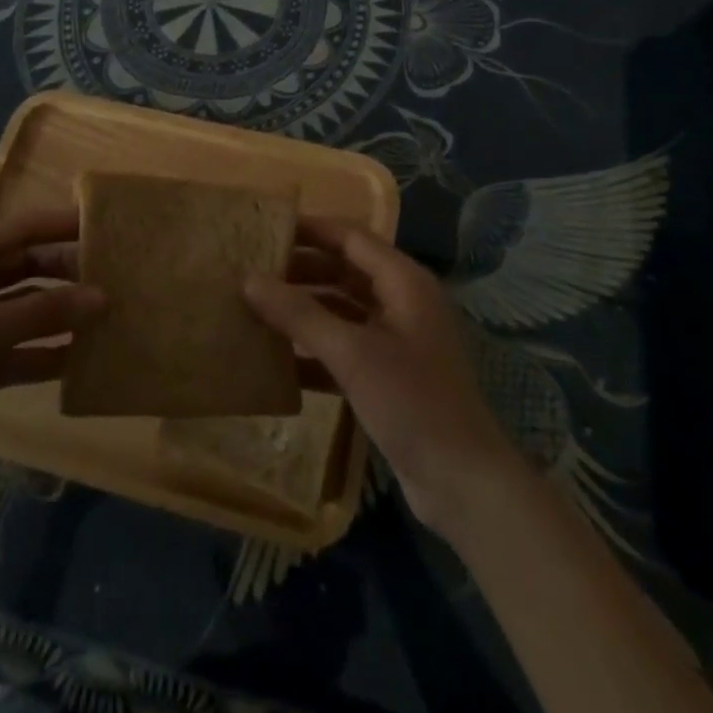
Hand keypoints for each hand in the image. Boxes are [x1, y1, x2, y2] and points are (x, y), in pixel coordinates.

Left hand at [0, 210, 102, 489]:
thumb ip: (42, 315)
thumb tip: (103, 297)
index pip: (22, 229)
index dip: (63, 224)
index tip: (108, 225)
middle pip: (28, 268)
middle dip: (68, 272)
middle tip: (118, 277)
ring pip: (27, 310)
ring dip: (62, 314)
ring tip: (110, 316)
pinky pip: (18, 351)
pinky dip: (45, 354)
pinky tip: (81, 360)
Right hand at [246, 219, 520, 538]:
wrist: (464, 484)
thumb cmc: (412, 403)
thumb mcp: (352, 354)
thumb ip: (300, 314)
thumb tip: (249, 279)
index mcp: (404, 282)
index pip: (351, 237)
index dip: (310, 230)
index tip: (266, 228)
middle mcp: (402, 302)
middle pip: (345, 270)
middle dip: (302, 269)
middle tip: (253, 270)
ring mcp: (397, 340)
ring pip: (343, 309)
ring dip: (305, 309)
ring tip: (257, 308)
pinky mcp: (389, 375)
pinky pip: (345, 347)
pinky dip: (315, 348)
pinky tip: (279, 360)